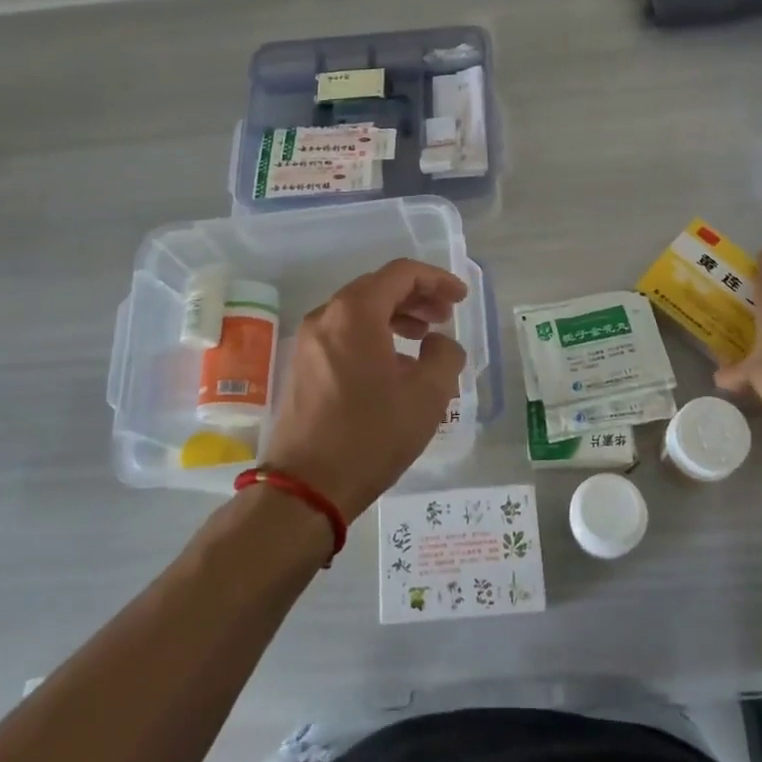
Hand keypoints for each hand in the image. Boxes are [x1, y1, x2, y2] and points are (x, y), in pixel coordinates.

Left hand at [260, 258, 468, 519]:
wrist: (306, 487)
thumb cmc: (371, 434)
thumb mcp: (427, 395)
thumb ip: (445, 355)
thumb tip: (438, 344)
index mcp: (355, 312)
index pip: (401, 274)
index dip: (436, 280)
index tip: (460, 298)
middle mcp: (325, 317)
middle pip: (377, 288)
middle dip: (416, 297)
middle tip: (445, 317)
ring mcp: (307, 342)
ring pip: (358, 312)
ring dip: (395, 317)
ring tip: (423, 339)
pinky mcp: (301, 367)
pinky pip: (343, 335)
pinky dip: (372, 336)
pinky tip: (393, 366)